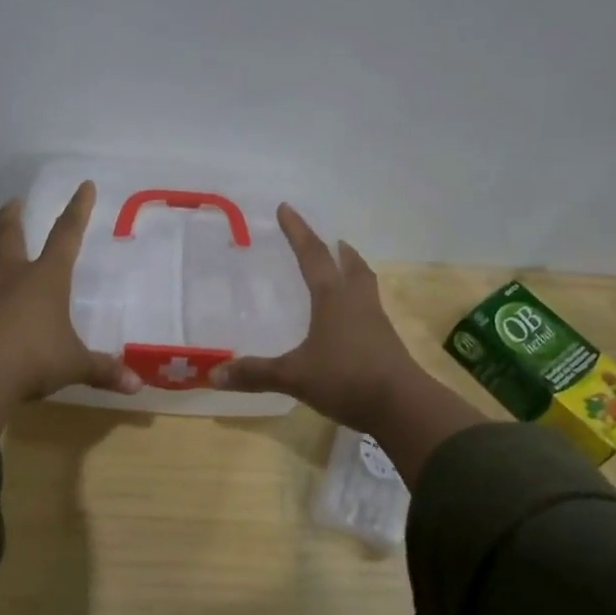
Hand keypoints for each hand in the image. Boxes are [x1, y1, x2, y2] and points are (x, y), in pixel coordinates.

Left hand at [0, 181, 141, 428]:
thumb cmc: (34, 357)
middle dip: (12, 218)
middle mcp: (14, 279)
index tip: (84, 186)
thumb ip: (103, 370)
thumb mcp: (74, 364)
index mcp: (46, 278)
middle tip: (13, 202)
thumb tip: (137, 385)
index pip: (66, 235)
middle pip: (10, 238)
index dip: (77, 210)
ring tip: (2, 263)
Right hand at [206, 205, 418, 429]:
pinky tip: (347, 321)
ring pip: (365, 286)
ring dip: (353, 272)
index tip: (286, 208)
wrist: (402, 406)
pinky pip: (369, 311)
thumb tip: (213, 374)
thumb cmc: (346, 378)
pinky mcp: (386, 343)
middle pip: (351, 266)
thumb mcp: (294, 376)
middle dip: (338, 250)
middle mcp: (357, 302)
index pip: (312, 255)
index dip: (297, 231)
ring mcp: (375, 323)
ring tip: (343, 270)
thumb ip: (255, 373)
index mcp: (333, 298)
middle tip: (331, 241)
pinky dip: (357, 304)